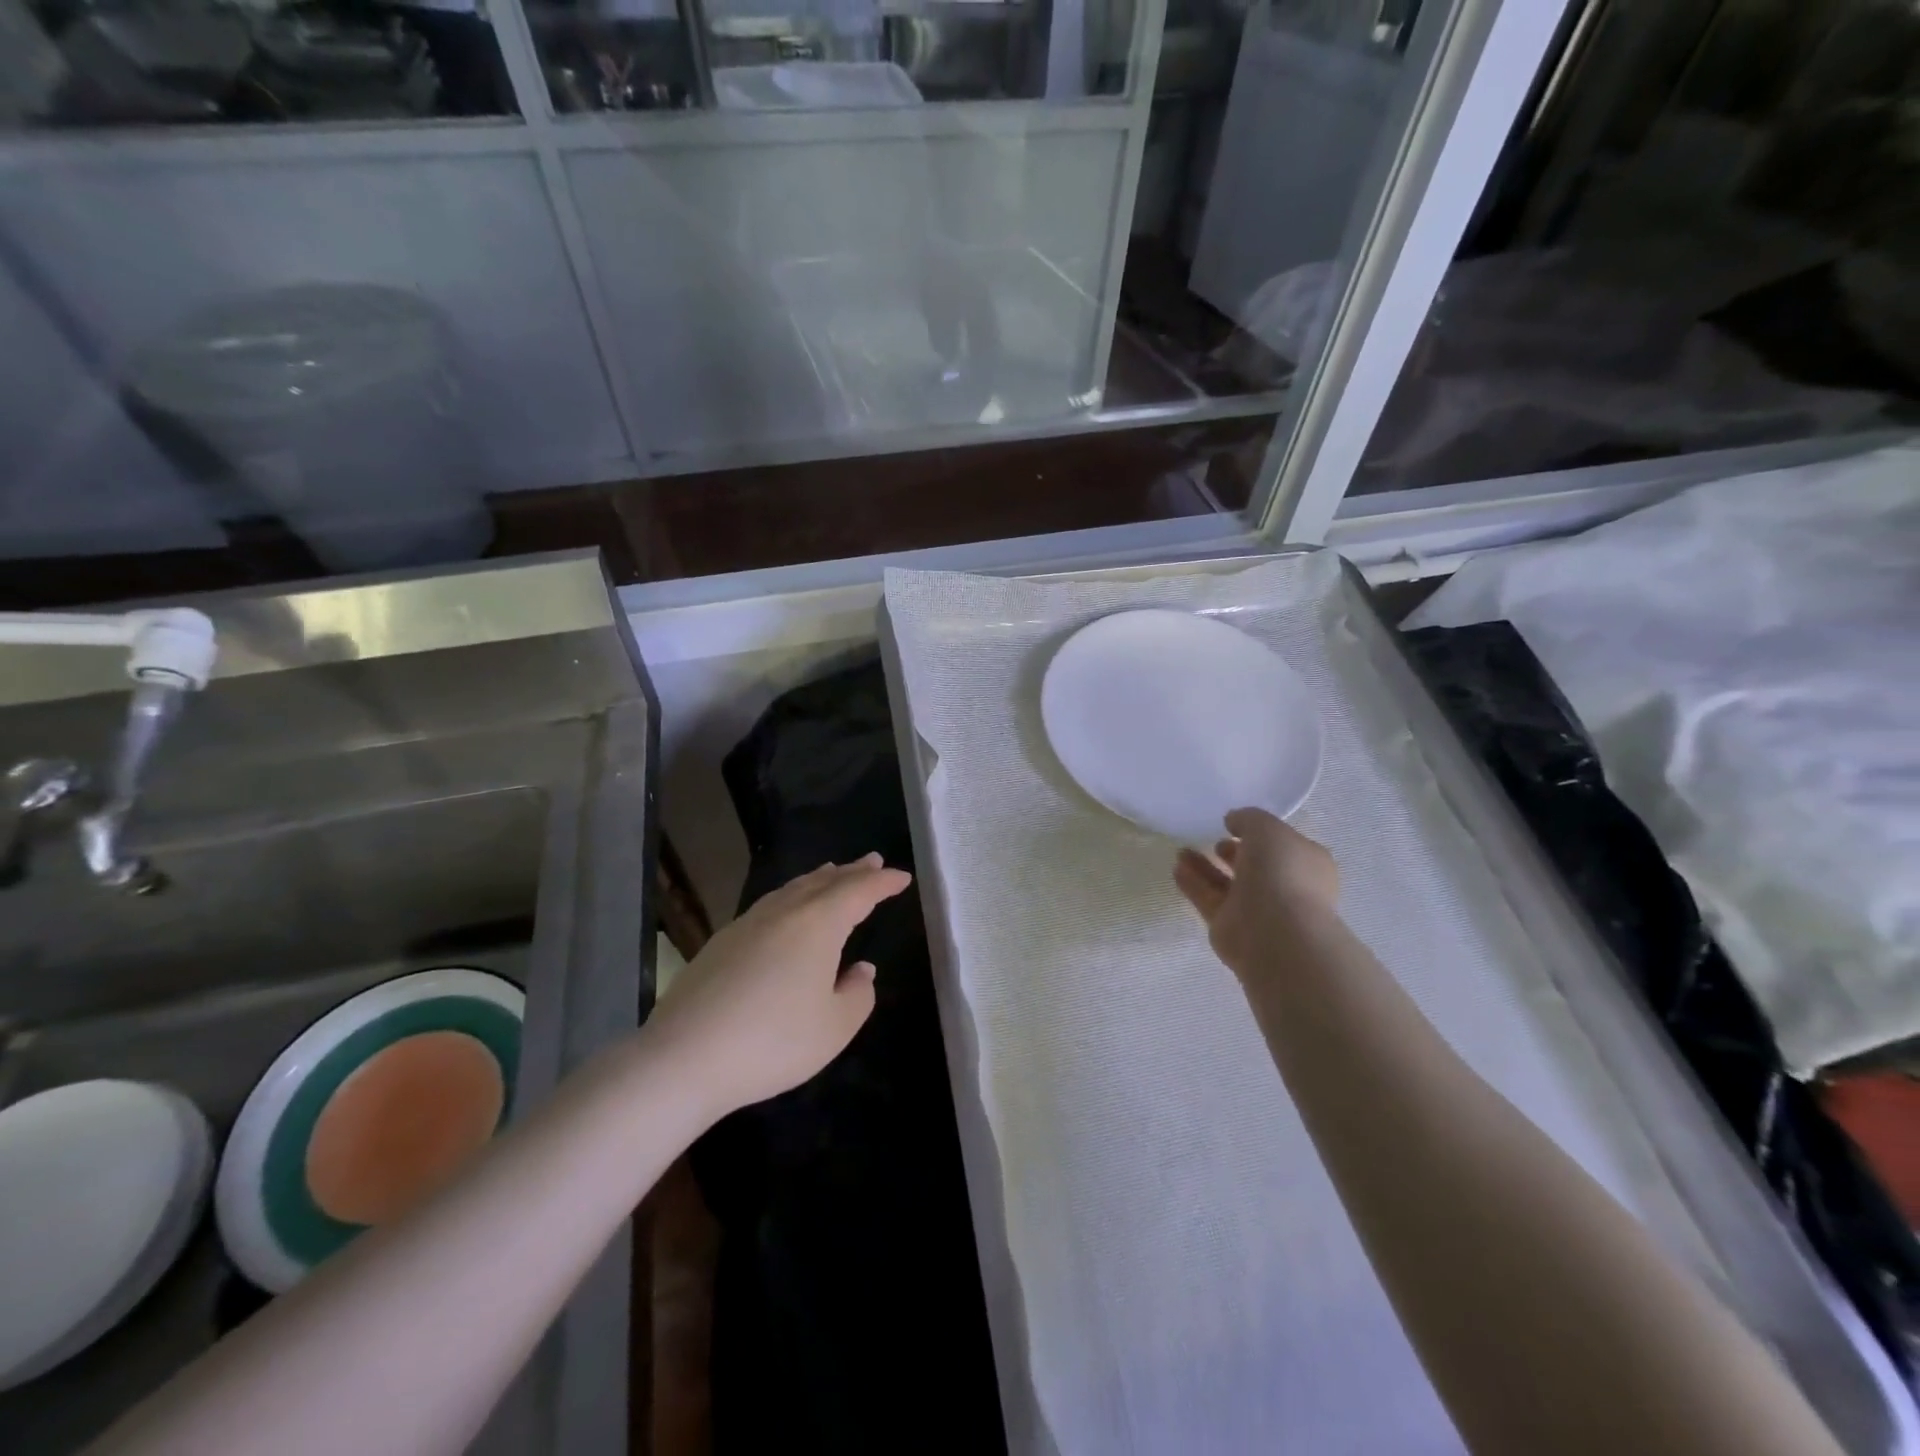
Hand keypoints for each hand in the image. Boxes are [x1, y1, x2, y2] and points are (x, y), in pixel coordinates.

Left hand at [645, 854, 911, 1116]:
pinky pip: (769, 905)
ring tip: (832, 873)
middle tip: (872, 861)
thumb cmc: (773, 1041)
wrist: (685, 1057)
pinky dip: (790, 896)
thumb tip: (861, 970)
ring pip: (792, 889)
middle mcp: (784, 913)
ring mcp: (748, 924)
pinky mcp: (721, 942)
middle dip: (853, 871)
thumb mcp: (834, 1027)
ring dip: (818, 879)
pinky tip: (786, 910)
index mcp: (818, 924)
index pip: (859, 892)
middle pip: (825, 882)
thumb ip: (858, 994)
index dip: (883, 883)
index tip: (901, 877)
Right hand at [1173, 808, 1339, 976]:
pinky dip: (1193, 884)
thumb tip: (1233, 821)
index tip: (1233, 824)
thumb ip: (1248, 819)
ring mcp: (1257, 909)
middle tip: (1212, 839)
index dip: (1258, 833)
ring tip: (1181, 851)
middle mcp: (1284, 886)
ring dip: (1205, 867)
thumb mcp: (1266, 828)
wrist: (1275, 933)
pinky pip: (1209, 899)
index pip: (1281, 844)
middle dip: (1231, 852)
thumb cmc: (1281, 872)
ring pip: (1227, 883)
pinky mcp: (1230, 926)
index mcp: (1305, 863)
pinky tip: (1177, 869)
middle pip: (1253, 865)